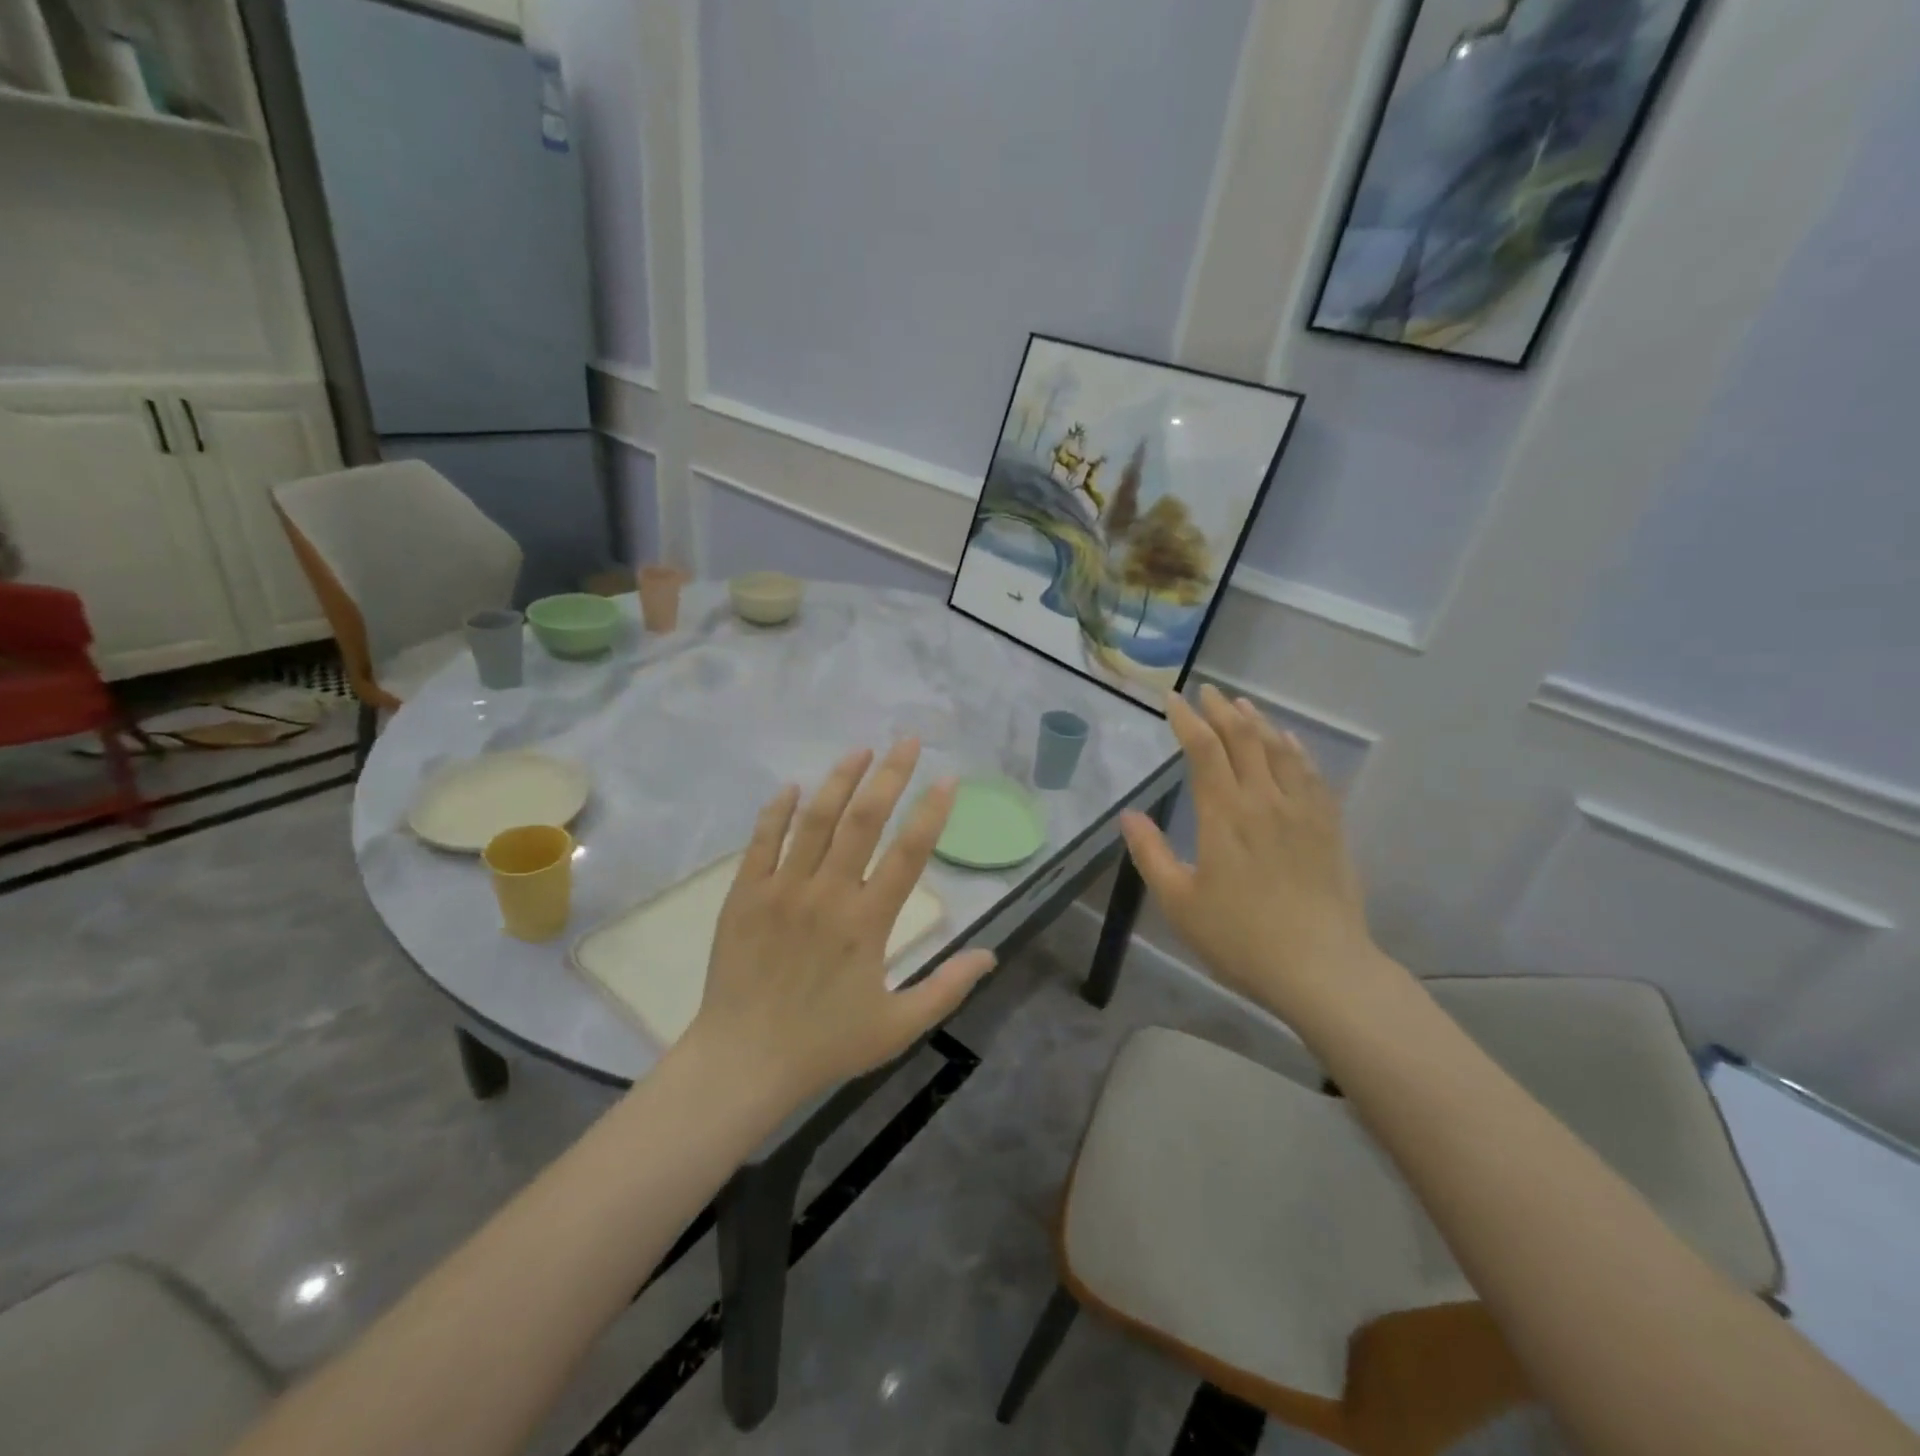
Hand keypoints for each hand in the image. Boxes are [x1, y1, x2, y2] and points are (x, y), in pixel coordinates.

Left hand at [688, 739, 996, 1106]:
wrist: (743, 1063)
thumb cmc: (825, 1045)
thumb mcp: (898, 1027)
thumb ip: (947, 988)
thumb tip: (992, 954)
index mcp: (868, 923)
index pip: (908, 854)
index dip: (932, 812)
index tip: (947, 779)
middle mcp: (828, 895)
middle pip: (863, 821)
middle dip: (889, 776)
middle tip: (907, 742)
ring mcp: (782, 890)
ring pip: (814, 821)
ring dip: (839, 780)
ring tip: (860, 750)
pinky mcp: (745, 895)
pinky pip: (762, 842)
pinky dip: (778, 811)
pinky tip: (792, 787)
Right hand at [1120, 685, 1389, 1026]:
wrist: (1321, 968)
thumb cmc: (1240, 938)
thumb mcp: (1179, 903)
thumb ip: (1151, 854)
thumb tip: (1129, 815)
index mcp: (1224, 816)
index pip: (1204, 750)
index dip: (1186, 720)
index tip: (1172, 700)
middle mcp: (1264, 801)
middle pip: (1243, 739)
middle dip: (1222, 711)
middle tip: (1206, 693)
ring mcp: (1302, 811)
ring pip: (1280, 749)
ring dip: (1258, 722)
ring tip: (1242, 706)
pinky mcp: (1329, 826)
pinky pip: (1312, 773)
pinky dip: (1295, 748)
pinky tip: (1288, 742)